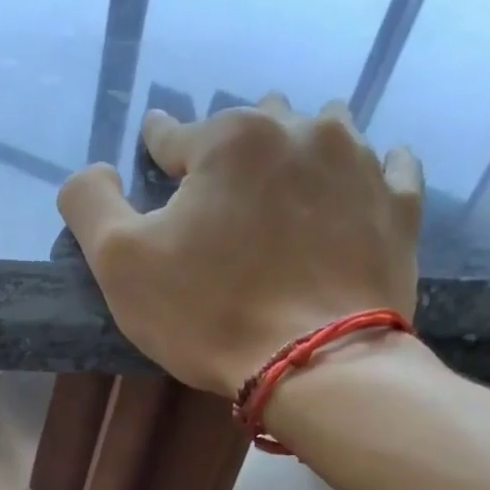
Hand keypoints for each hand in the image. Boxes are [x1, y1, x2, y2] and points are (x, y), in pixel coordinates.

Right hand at [57, 95, 423, 396]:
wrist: (314, 363)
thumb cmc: (208, 313)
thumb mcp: (119, 263)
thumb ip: (90, 203)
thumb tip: (94, 171)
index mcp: (229, 138)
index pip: (175, 134)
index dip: (158, 155)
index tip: (156, 163)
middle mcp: (300, 129)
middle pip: (252, 126)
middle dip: (231, 155)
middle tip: (220, 201)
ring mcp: (359, 163)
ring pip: (320, 133)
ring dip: (295, 154)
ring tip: (284, 195)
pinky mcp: (398, 204)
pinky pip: (385, 167)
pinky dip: (362, 175)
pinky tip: (350, 195)